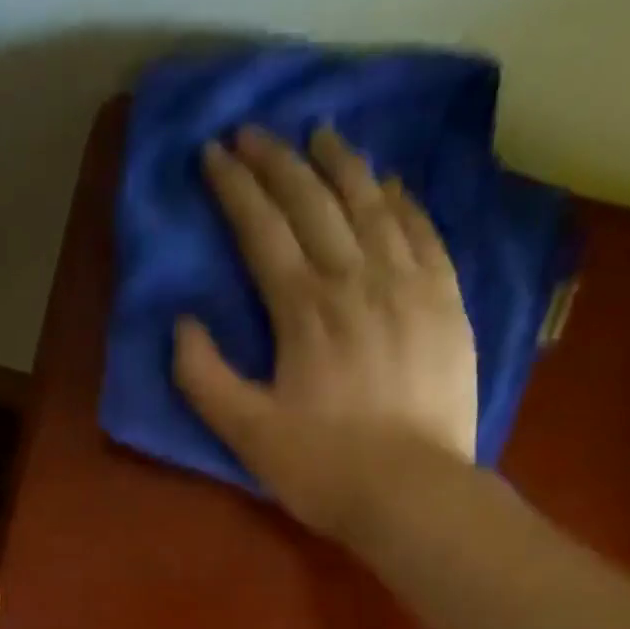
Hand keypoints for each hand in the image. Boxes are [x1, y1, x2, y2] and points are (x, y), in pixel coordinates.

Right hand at [175, 125, 479, 541]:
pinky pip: (423, 231)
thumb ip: (205, 379)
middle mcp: (356, 280)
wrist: (412, 494)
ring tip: (321, 136)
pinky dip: (402, 200)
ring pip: (372, 204)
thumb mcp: (247, 434)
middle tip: (255, 134)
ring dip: (341, 164)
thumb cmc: (322, 470)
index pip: (263, 229)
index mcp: (303, 310)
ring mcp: (408, 285)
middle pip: (314, 202)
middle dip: (278, 162)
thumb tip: (184, 324)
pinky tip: (389, 185)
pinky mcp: (446, 303)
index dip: (235, 188)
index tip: (214, 154)